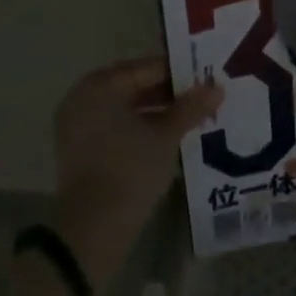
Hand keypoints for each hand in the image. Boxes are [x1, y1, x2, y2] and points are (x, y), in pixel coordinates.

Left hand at [50, 56, 222, 285]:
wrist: (93, 226)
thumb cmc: (130, 168)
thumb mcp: (166, 135)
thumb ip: (191, 107)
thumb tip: (217, 87)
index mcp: (100, 85)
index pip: (147, 68)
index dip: (180, 73)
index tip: (207, 79)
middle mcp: (83, 98)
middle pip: (135, 87)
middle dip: (169, 94)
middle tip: (203, 99)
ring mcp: (78, 125)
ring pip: (127, 109)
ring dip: (157, 113)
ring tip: (192, 119)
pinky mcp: (81, 151)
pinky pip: (116, 128)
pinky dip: (140, 129)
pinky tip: (169, 138)